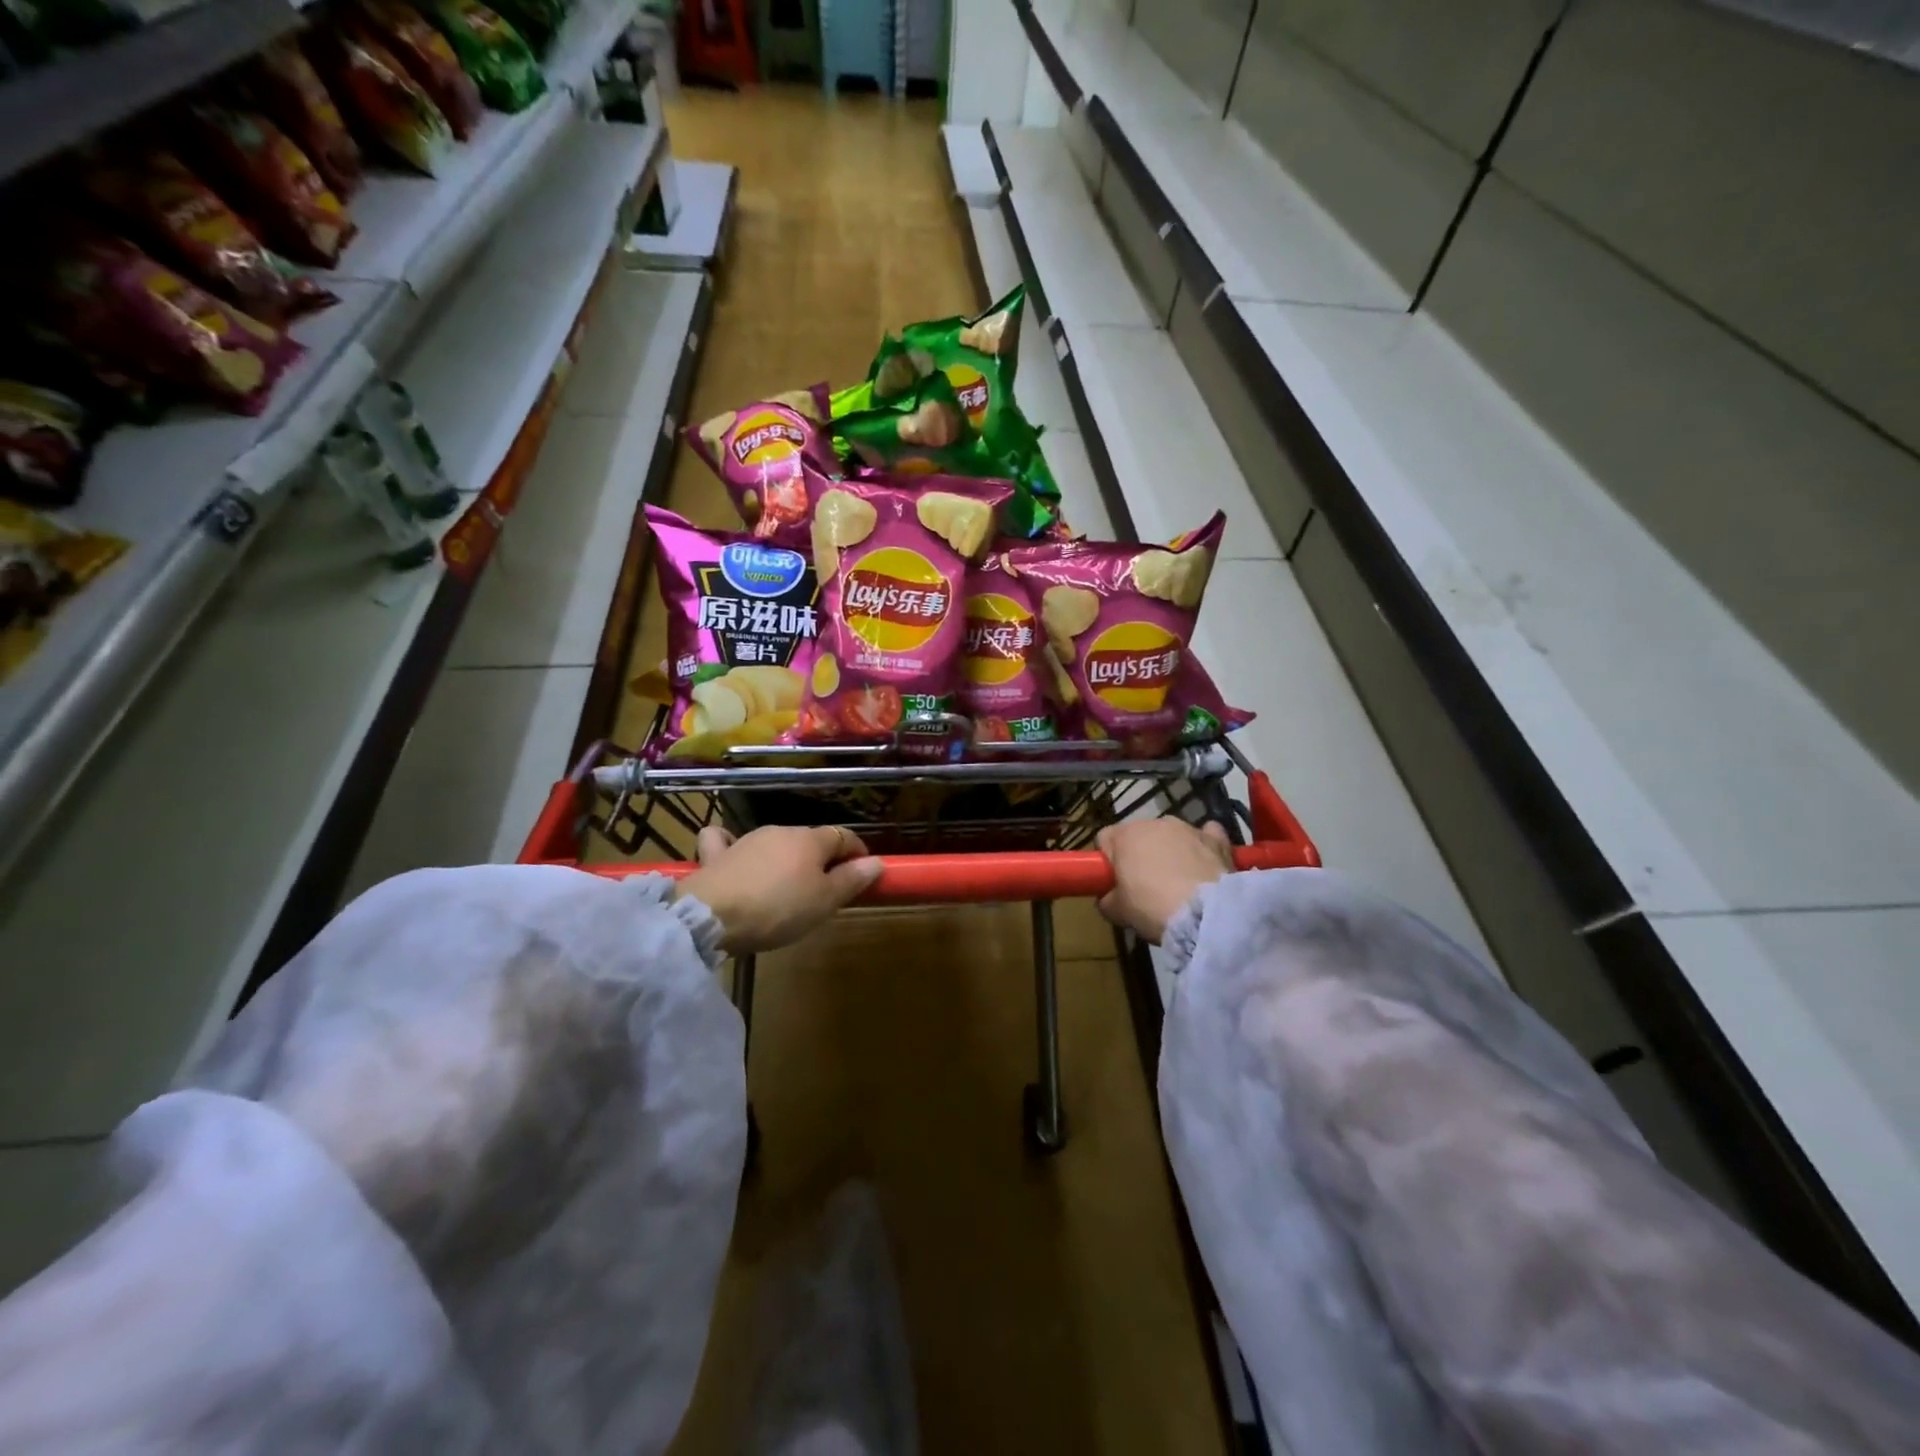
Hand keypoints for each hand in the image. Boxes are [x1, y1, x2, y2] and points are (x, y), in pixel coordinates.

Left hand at [677, 825, 882, 953]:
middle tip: (827, 890)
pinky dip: (731, 844)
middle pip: (810, 840)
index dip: (857, 852)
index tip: (864, 872)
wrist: (712, 915)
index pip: (843, 836)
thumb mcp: (824, 901)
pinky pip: (725, 841)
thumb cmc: (778, 908)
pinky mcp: (717, 854)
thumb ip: (851, 880)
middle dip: (822, 859)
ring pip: (776, 842)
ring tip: (786, 887)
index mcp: (811, 840)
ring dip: (786, 859)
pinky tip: (733, 854)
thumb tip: (876, 861)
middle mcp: (781, 831)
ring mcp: (746, 840)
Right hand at [1094, 819, 1234, 943]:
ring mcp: (1188, 828)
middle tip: (1145, 888)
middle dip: (1141, 855)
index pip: (1105, 839)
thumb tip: (1110, 897)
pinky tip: (1205, 866)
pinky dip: (1204, 847)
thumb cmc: (1151, 907)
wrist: (1206, 914)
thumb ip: (1107, 899)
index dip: (1108, 861)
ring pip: (1172, 836)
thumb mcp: (1117, 911)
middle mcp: (1155, 823)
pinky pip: (1207, 836)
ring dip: (1171, 852)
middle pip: (1140, 836)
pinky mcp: (1217, 840)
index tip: (1114, 883)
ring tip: (1179, 883)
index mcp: (1125, 835)